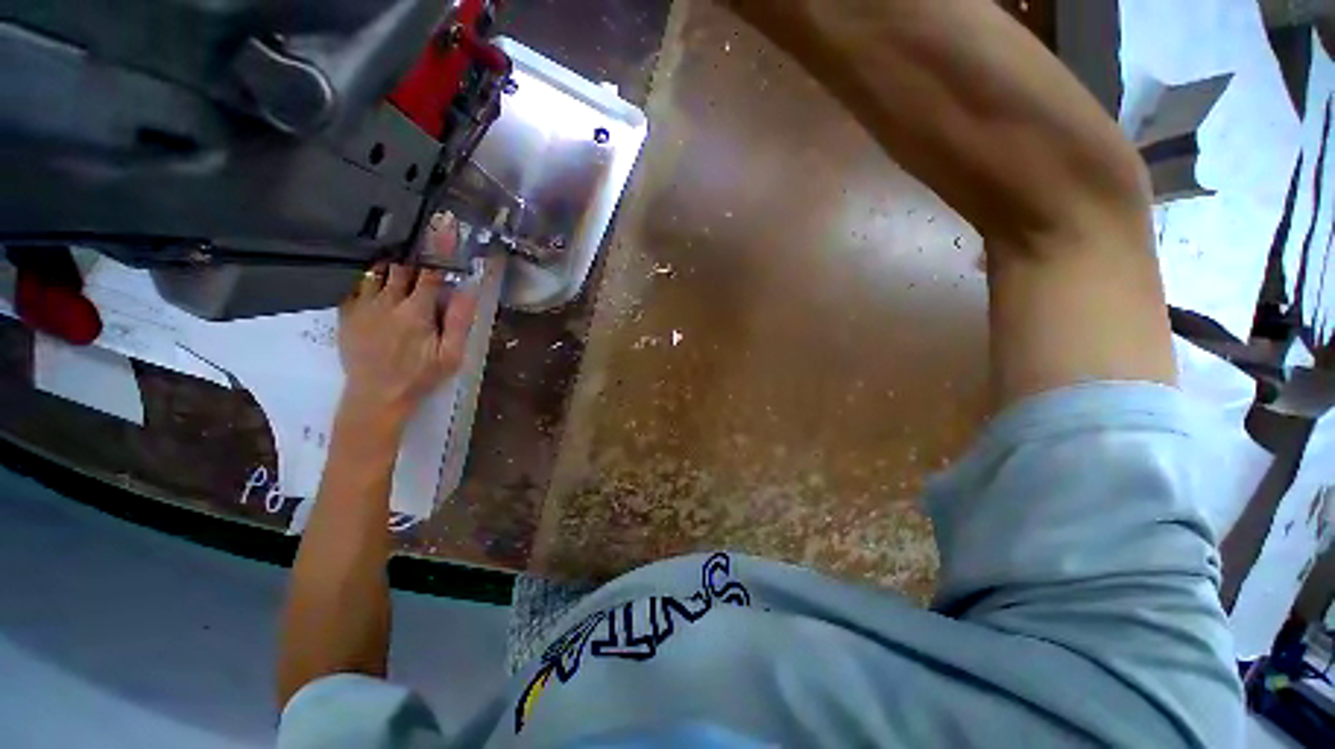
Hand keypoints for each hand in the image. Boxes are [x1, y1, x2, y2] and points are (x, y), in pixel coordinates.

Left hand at [338, 215, 478, 426]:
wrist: (376, 396)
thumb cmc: (420, 377)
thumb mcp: (451, 355)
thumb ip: (459, 322)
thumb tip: (468, 289)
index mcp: (416, 312)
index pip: (430, 273)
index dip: (439, 249)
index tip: (445, 226)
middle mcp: (386, 302)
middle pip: (400, 266)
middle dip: (414, 249)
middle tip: (422, 232)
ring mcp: (362, 306)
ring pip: (375, 270)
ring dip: (390, 259)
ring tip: (400, 248)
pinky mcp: (346, 313)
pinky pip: (353, 282)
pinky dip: (365, 271)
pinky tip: (375, 270)